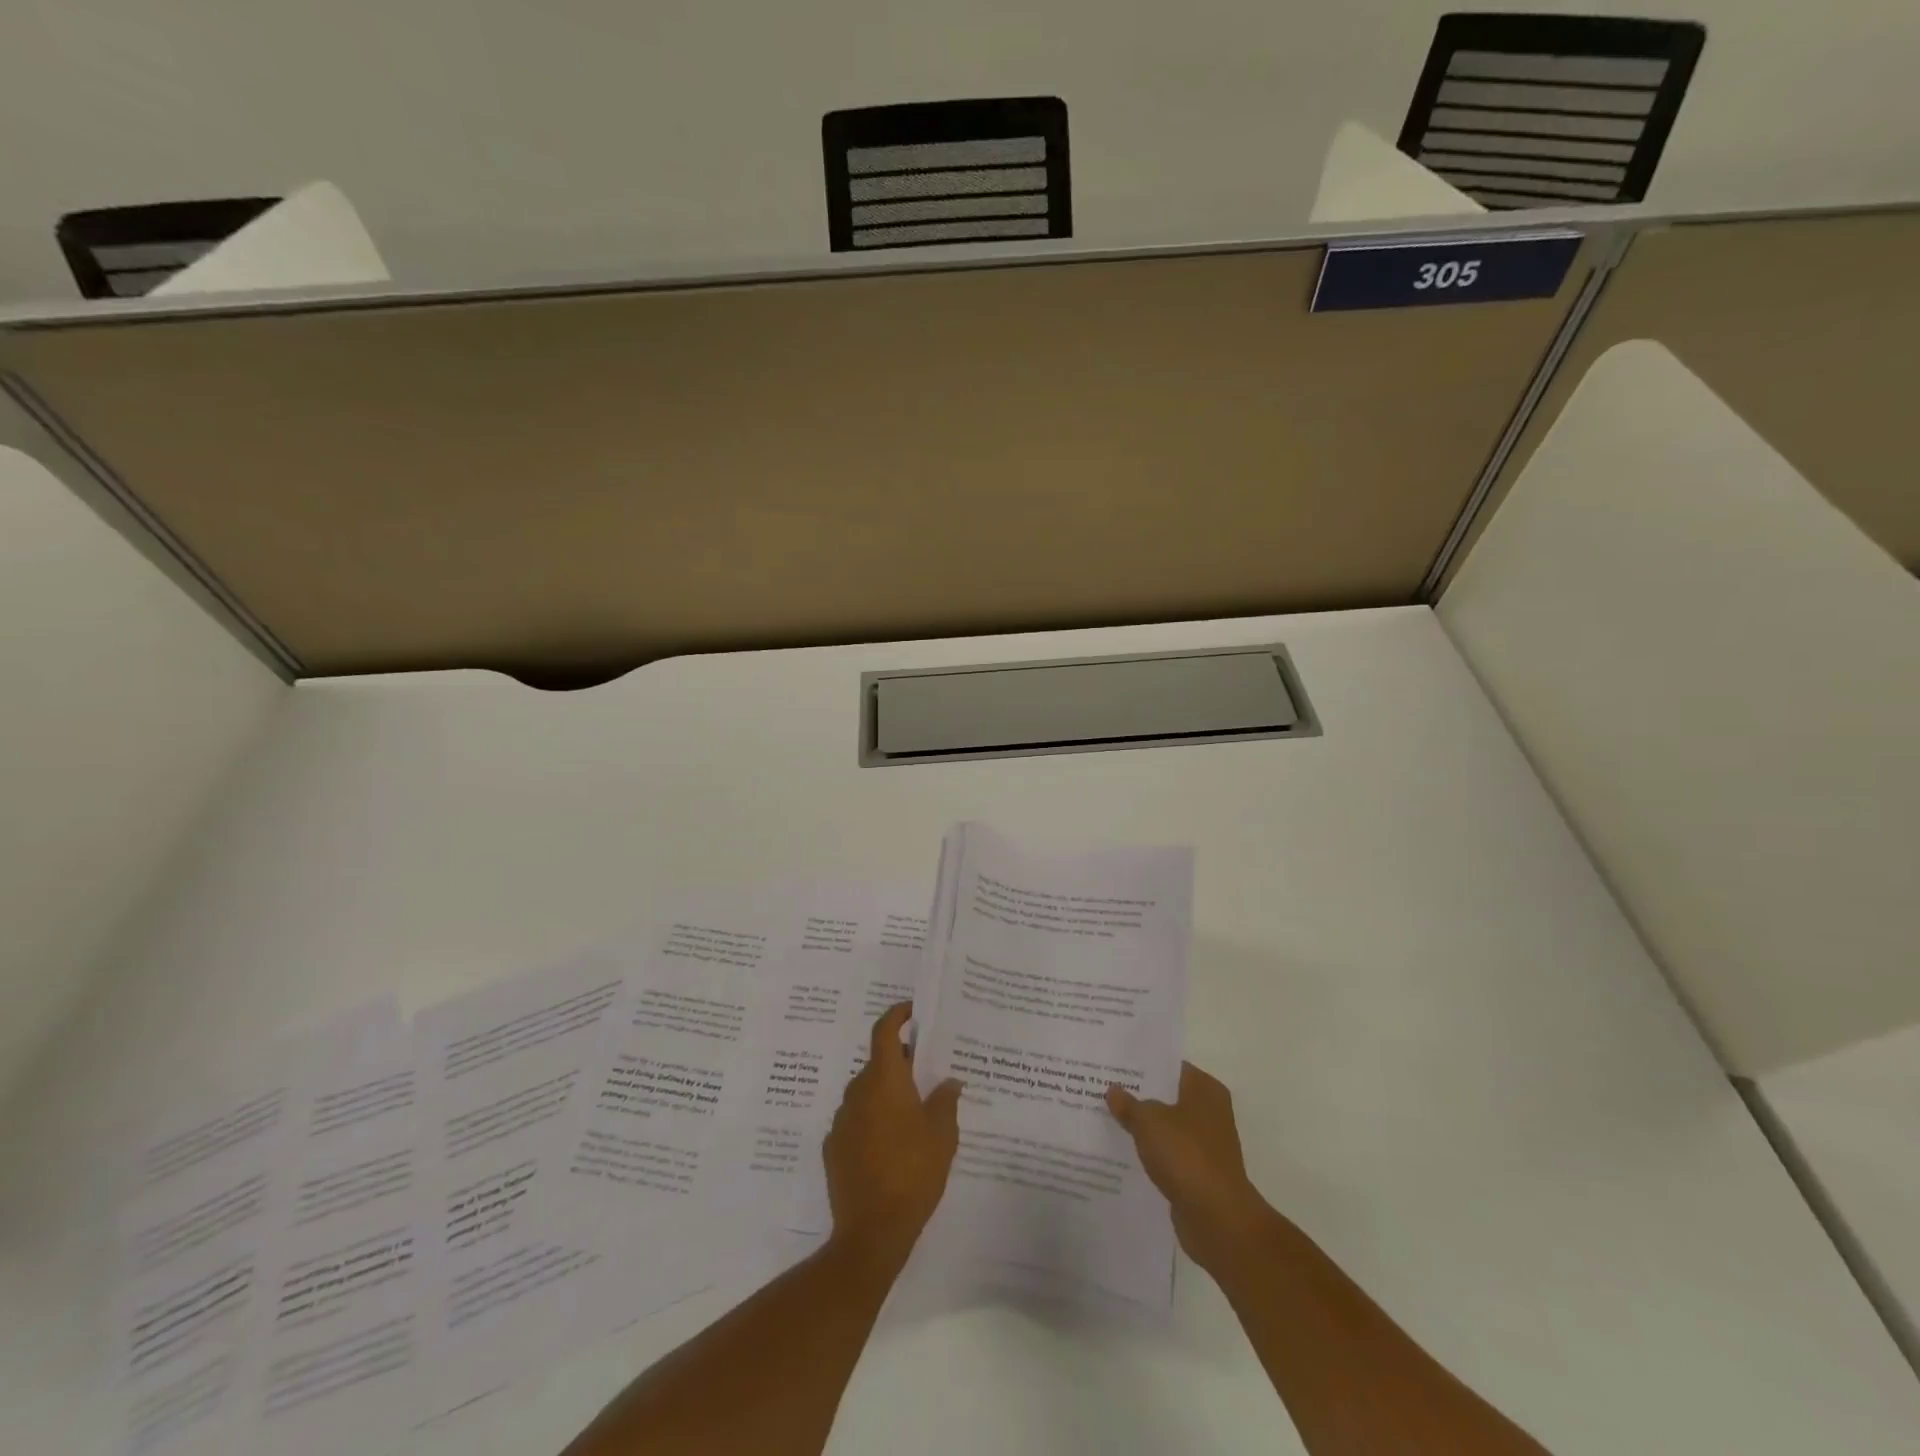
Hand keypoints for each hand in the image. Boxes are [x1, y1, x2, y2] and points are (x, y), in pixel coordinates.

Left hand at [824, 1003, 962, 1262]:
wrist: (871, 1231)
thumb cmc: (913, 1172)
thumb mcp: (943, 1135)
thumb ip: (946, 1101)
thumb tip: (948, 1082)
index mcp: (884, 1080)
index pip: (884, 1031)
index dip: (896, 1015)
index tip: (912, 1012)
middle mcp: (857, 1091)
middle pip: (877, 1063)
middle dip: (900, 1063)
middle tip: (925, 1074)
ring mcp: (841, 1120)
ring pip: (866, 1093)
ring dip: (886, 1095)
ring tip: (913, 1115)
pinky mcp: (833, 1148)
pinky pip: (856, 1120)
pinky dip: (872, 1121)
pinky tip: (891, 1146)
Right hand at [1107, 1061, 1271, 1274]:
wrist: (1217, 1219)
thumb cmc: (1186, 1156)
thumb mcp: (1148, 1121)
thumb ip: (1128, 1104)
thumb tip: (1113, 1090)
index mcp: (1205, 1089)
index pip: (1169, 1066)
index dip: (1142, 1063)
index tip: (1114, 1063)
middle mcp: (1210, 1111)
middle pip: (1167, 1095)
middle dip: (1139, 1094)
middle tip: (1102, 1087)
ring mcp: (1206, 1144)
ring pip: (1166, 1126)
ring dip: (1143, 1125)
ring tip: (1107, 1117)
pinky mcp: (1199, 1173)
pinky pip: (1168, 1153)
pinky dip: (1150, 1152)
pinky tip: (1122, 1150)